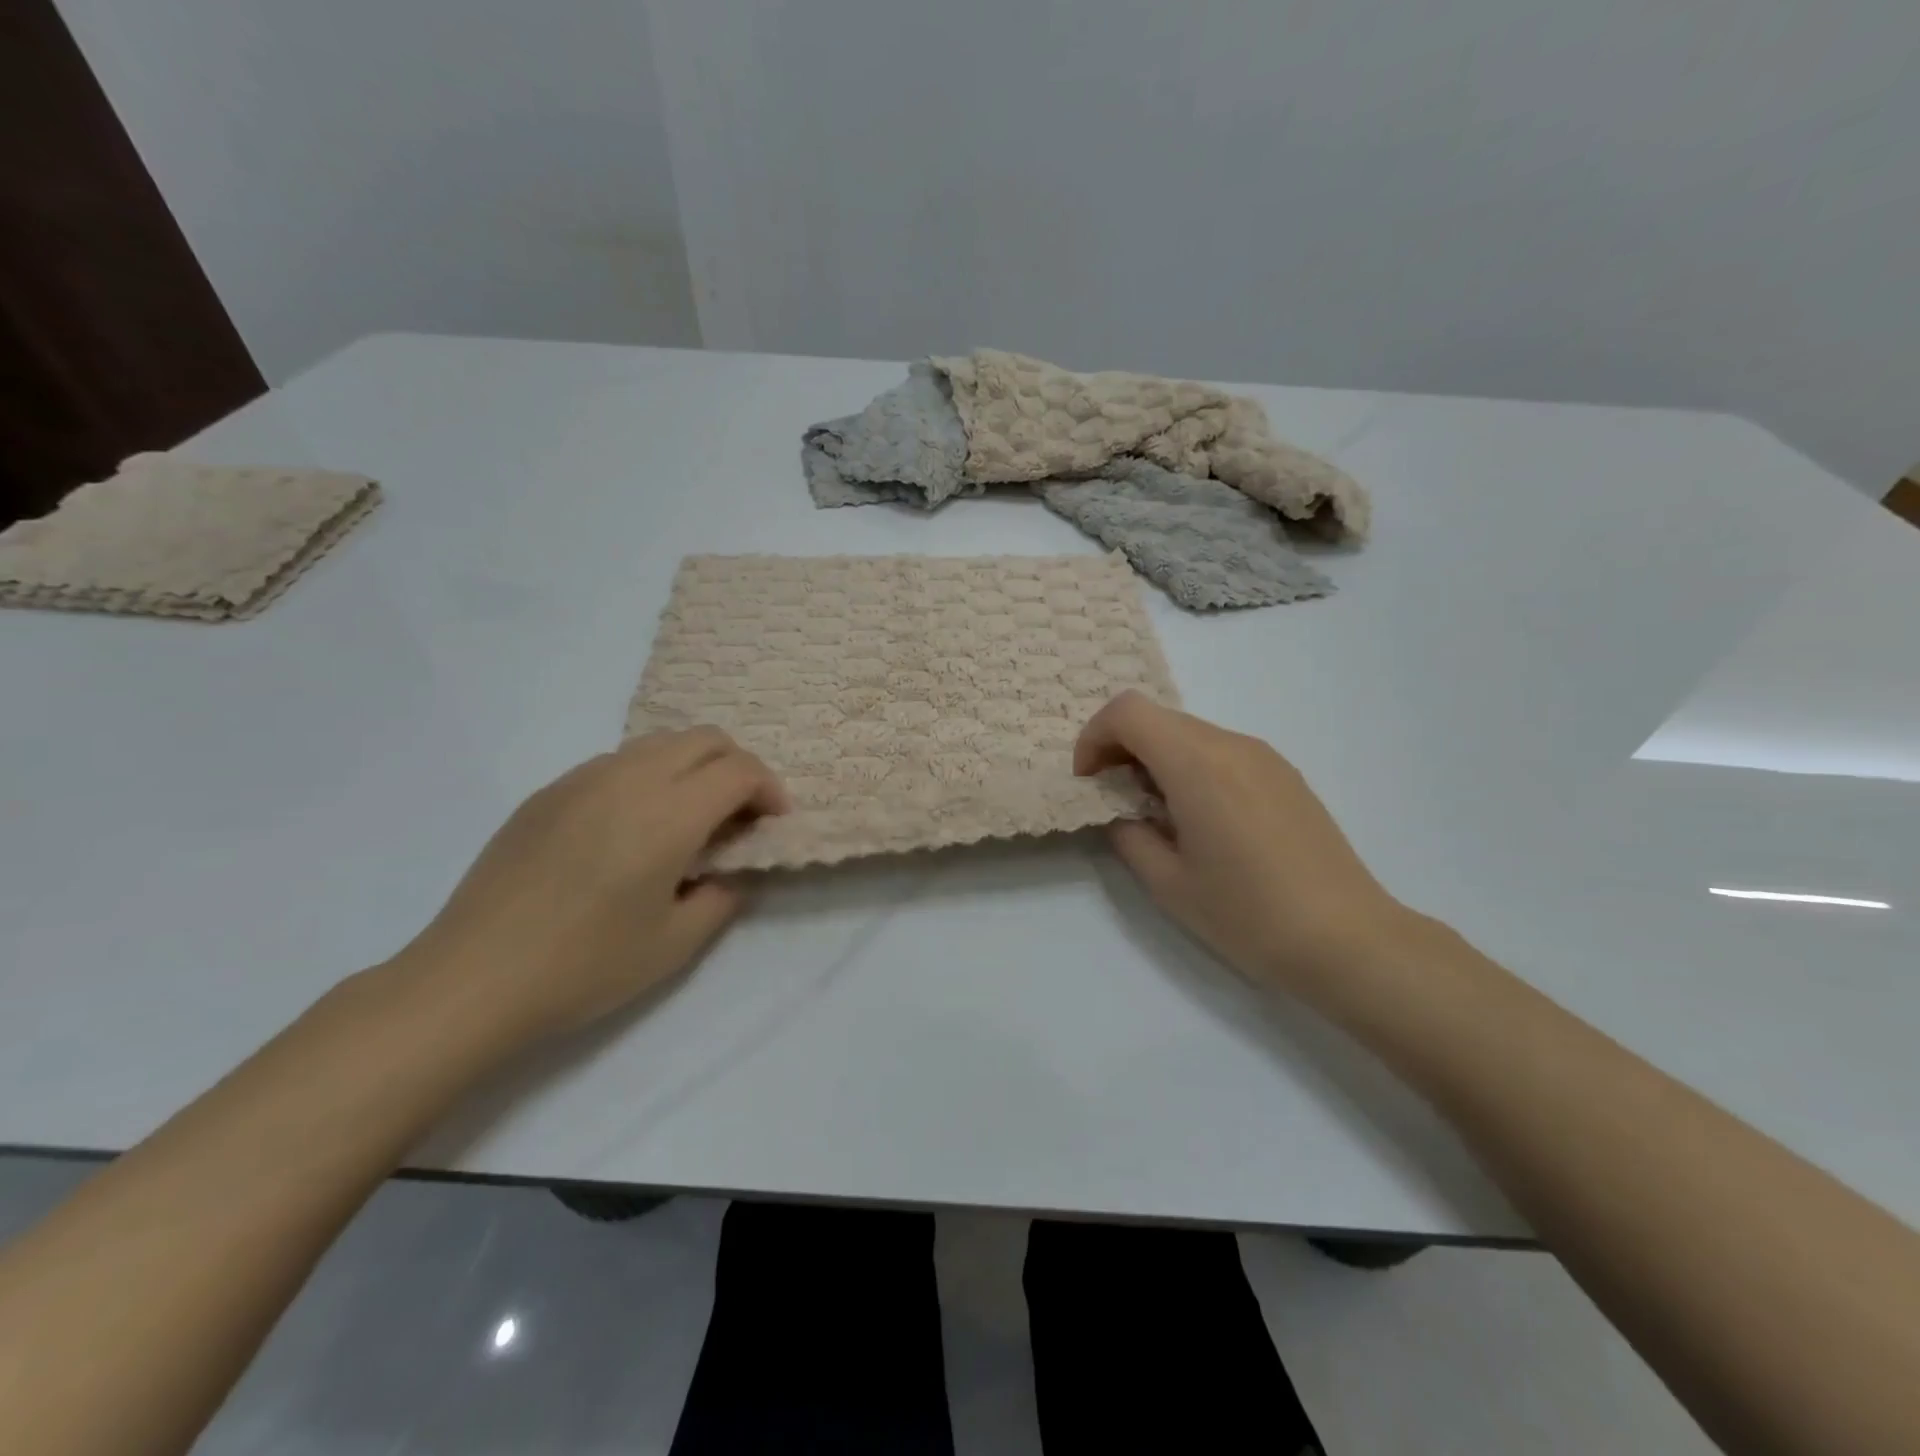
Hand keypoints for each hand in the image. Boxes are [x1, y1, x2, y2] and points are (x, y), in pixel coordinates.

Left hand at [392, 728, 788, 1047]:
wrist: (472, 979)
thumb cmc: (584, 966)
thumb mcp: (675, 944)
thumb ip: (721, 897)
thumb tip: (729, 872)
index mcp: (669, 814)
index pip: (740, 770)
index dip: (770, 789)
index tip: (773, 822)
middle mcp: (630, 779)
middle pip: (705, 738)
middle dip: (738, 766)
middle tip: (740, 815)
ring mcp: (583, 779)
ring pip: (660, 743)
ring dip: (692, 767)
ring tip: (689, 819)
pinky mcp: (548, 792)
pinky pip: (617, 762)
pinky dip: (648, 777)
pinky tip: (632, 828)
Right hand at [1075, 692, 1408, 997]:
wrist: (1347, 939)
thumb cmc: (1247, 914)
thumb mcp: (1168, 883)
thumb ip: (1129, 835)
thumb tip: (1123, 813)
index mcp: (1197, 764)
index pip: (1128, 712)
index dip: (1094, 738)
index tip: (1090, 782)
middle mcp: (1231, 745)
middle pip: (1158, 718)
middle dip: (1122, 748)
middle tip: (1116, 800)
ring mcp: (1264, 757)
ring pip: (1190, 733)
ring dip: (1158, 758)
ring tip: (1160, 815)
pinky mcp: (1285, 775)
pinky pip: (1222, 751)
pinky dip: (1192, 767)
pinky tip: (1203, 821)